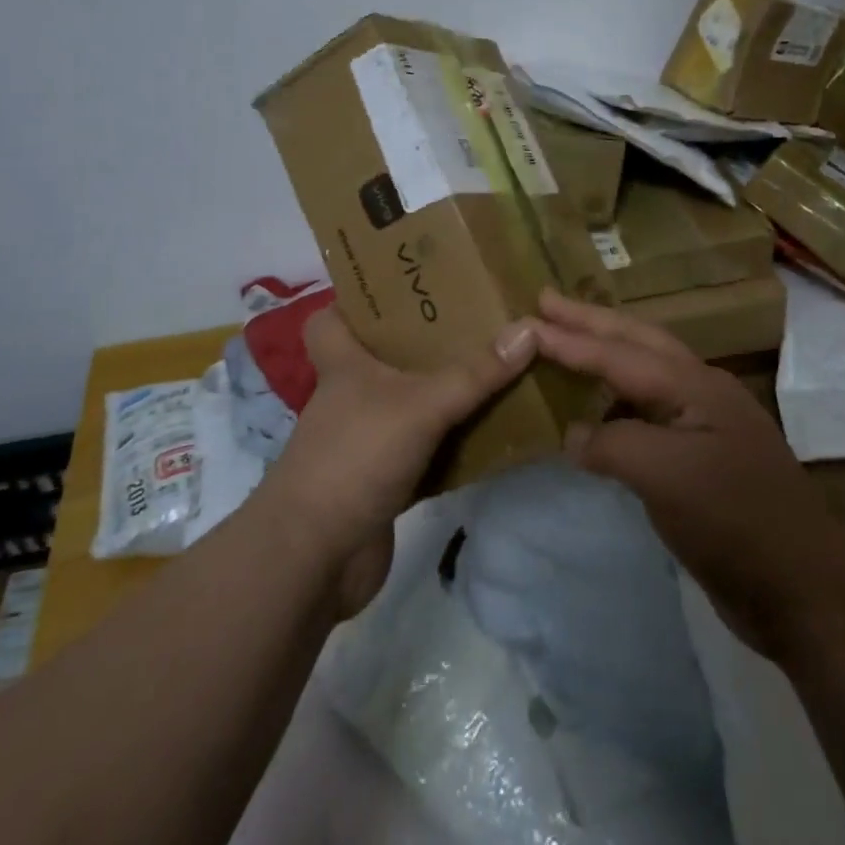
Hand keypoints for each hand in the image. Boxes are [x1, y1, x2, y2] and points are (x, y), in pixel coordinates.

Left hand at [255, 307, 537, 614]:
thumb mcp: (421, 405)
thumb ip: (475, 373)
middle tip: (474, 321)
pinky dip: (451, 445)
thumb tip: (530, 328)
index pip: (331, 318)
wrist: (315, 558)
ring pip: (408, 404)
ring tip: (494, 367)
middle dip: (424, 342)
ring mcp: (365, 440)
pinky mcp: (382, 480)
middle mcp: (351, 396)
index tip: (404, 286)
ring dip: (443, 393)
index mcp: (344, 364)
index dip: (356, 300)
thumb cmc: (356, 457)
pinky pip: (424, 450)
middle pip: (383, 357)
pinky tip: (489, 434)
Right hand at [534, 289, 844, 660]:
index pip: (620, 353)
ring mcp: (705, 424)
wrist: (801, 590)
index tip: (528, 318)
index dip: (571, 339)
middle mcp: (701, 391)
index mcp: (695, 385)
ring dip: (606, 353)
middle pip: (638, 341)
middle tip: (547, 301)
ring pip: (646, 373)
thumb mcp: (666, 476)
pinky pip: (649, 413)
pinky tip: (597, 412)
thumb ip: (611, 444)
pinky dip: (616, 402)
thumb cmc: (733, 521)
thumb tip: (573, 436)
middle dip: (590, 321)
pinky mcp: (702, 458)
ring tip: (568, 341)